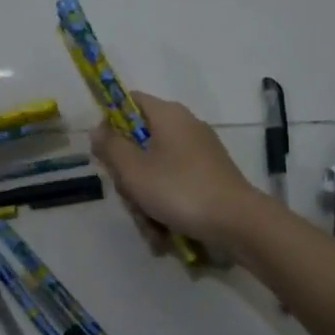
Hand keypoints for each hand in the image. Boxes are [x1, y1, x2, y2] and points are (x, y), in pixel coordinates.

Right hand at [91, 93, 263, 253]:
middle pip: (140, 142)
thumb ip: (110, 147)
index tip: (104, 152)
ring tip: (150, 226)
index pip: (129, 101)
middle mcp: (185, 127)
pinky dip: (165, 207)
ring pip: (155, 170)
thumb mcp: (134, 170)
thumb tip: (98, 128)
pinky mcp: (208, 177)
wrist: (237, 222)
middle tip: (129, 197)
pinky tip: (163, 233)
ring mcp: (199, 153)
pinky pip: (174, 185)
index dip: (110, 122)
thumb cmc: (179, 190)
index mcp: (167, 115)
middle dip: (129, 176)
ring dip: (145, 200)